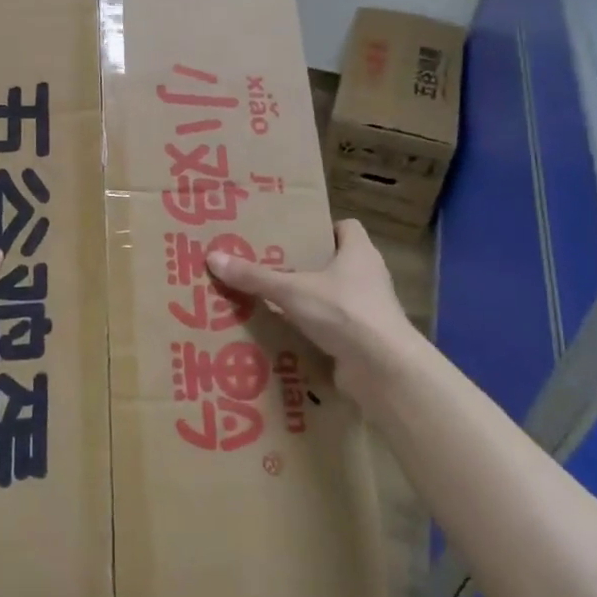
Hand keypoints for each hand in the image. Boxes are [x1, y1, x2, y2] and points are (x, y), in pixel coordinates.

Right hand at [206, 218, 417, 402]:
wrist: (383, 368)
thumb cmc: (343, 311)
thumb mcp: (291, 290)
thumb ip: (255, 276)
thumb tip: (213, 257)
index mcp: (359, 252)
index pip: (346, 228)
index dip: (322, 229)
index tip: (294, 236)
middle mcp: (369, 277)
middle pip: (338, 263)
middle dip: (308, 267)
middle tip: (272, 268)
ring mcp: (370, 311)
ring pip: (336, 298)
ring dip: (310, 302)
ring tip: (272, 303)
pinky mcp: (365, 340)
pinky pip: (336, 329)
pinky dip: (316, 332)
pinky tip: (287, 336)